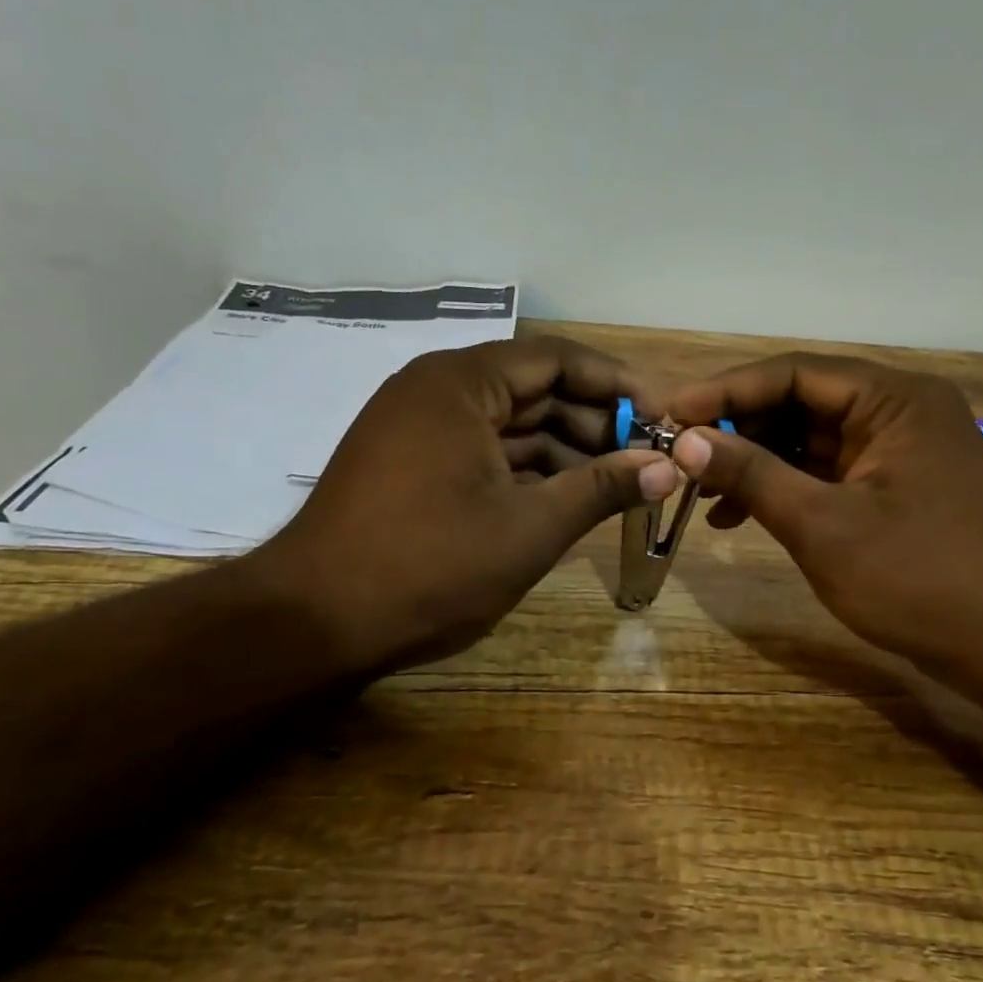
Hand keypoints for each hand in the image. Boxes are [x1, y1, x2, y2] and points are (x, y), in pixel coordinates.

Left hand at [249, 335, 676, 678]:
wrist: (314, 623)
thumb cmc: (429, 566)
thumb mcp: (529, 528)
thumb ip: (602, 489)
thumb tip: (669, 467)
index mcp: (461, 384)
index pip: (556, 358)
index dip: (617, 383)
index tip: (662, 413)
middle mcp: (437, 391)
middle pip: (535, 390)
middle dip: (596, 423)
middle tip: (650, 456)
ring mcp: (420, 428)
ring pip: (512, 425)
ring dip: (567, 451)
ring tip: (622, 483)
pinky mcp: (413, 465)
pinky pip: (486, 452)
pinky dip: (528, 471)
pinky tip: (571, 498)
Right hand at [668, 354, 982, 704]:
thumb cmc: (918, 579)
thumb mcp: (822, 525)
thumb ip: (752, 474)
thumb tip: (686, 441)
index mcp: (895, 398)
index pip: (795, 373)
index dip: (726, 390)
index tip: (671, 414)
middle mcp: (900, 409)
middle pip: (801, 402)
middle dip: (738, 430)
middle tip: (681, 456)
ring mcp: (900, 448)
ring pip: (810, 438)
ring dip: (756, 462)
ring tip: (700, 493)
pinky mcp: (895, 483)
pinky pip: (828, 470)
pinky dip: (785, 487)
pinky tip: (739, 514)